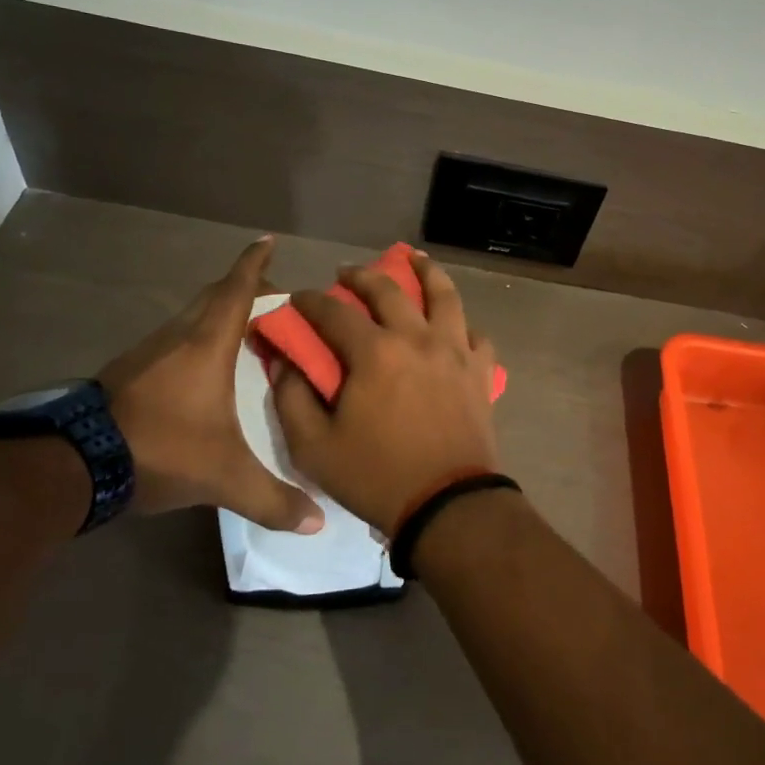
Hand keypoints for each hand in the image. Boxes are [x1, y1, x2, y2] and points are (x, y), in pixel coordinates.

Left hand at [98, 236, 323, 532]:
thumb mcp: (224, 477)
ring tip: (243, 329)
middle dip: (242, 287)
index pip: (236, 290)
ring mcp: (147, 351)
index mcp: (207, 344)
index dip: (254, 263)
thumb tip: (318, 523)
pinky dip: (194, 336)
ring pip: (189, 316)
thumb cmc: (161, 449)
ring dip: (216, 312)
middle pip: (213, 296)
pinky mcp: (127, 371)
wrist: (74, 464)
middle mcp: (178, 336)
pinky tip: (201, 364)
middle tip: (271, 293)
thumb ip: (272, 499)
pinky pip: (172, 338)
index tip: (267, 240)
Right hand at [273, 252, 498, 535]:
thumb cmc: (376, 476)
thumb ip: (292, 398)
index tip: (297, 299)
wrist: (447, 504)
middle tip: (347, 272)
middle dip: (361, 274)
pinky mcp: (480, 370)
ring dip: (425, 271)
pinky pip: (475, 334)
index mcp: (374, 352)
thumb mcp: (314, 447)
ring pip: (444, 294)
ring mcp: (455, 350)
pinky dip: (462, 324)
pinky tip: (454, 324)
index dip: (309, 302)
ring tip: (413, 259)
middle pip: (389, 289)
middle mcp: (416, 337)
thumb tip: (284, 361)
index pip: (333, 312)